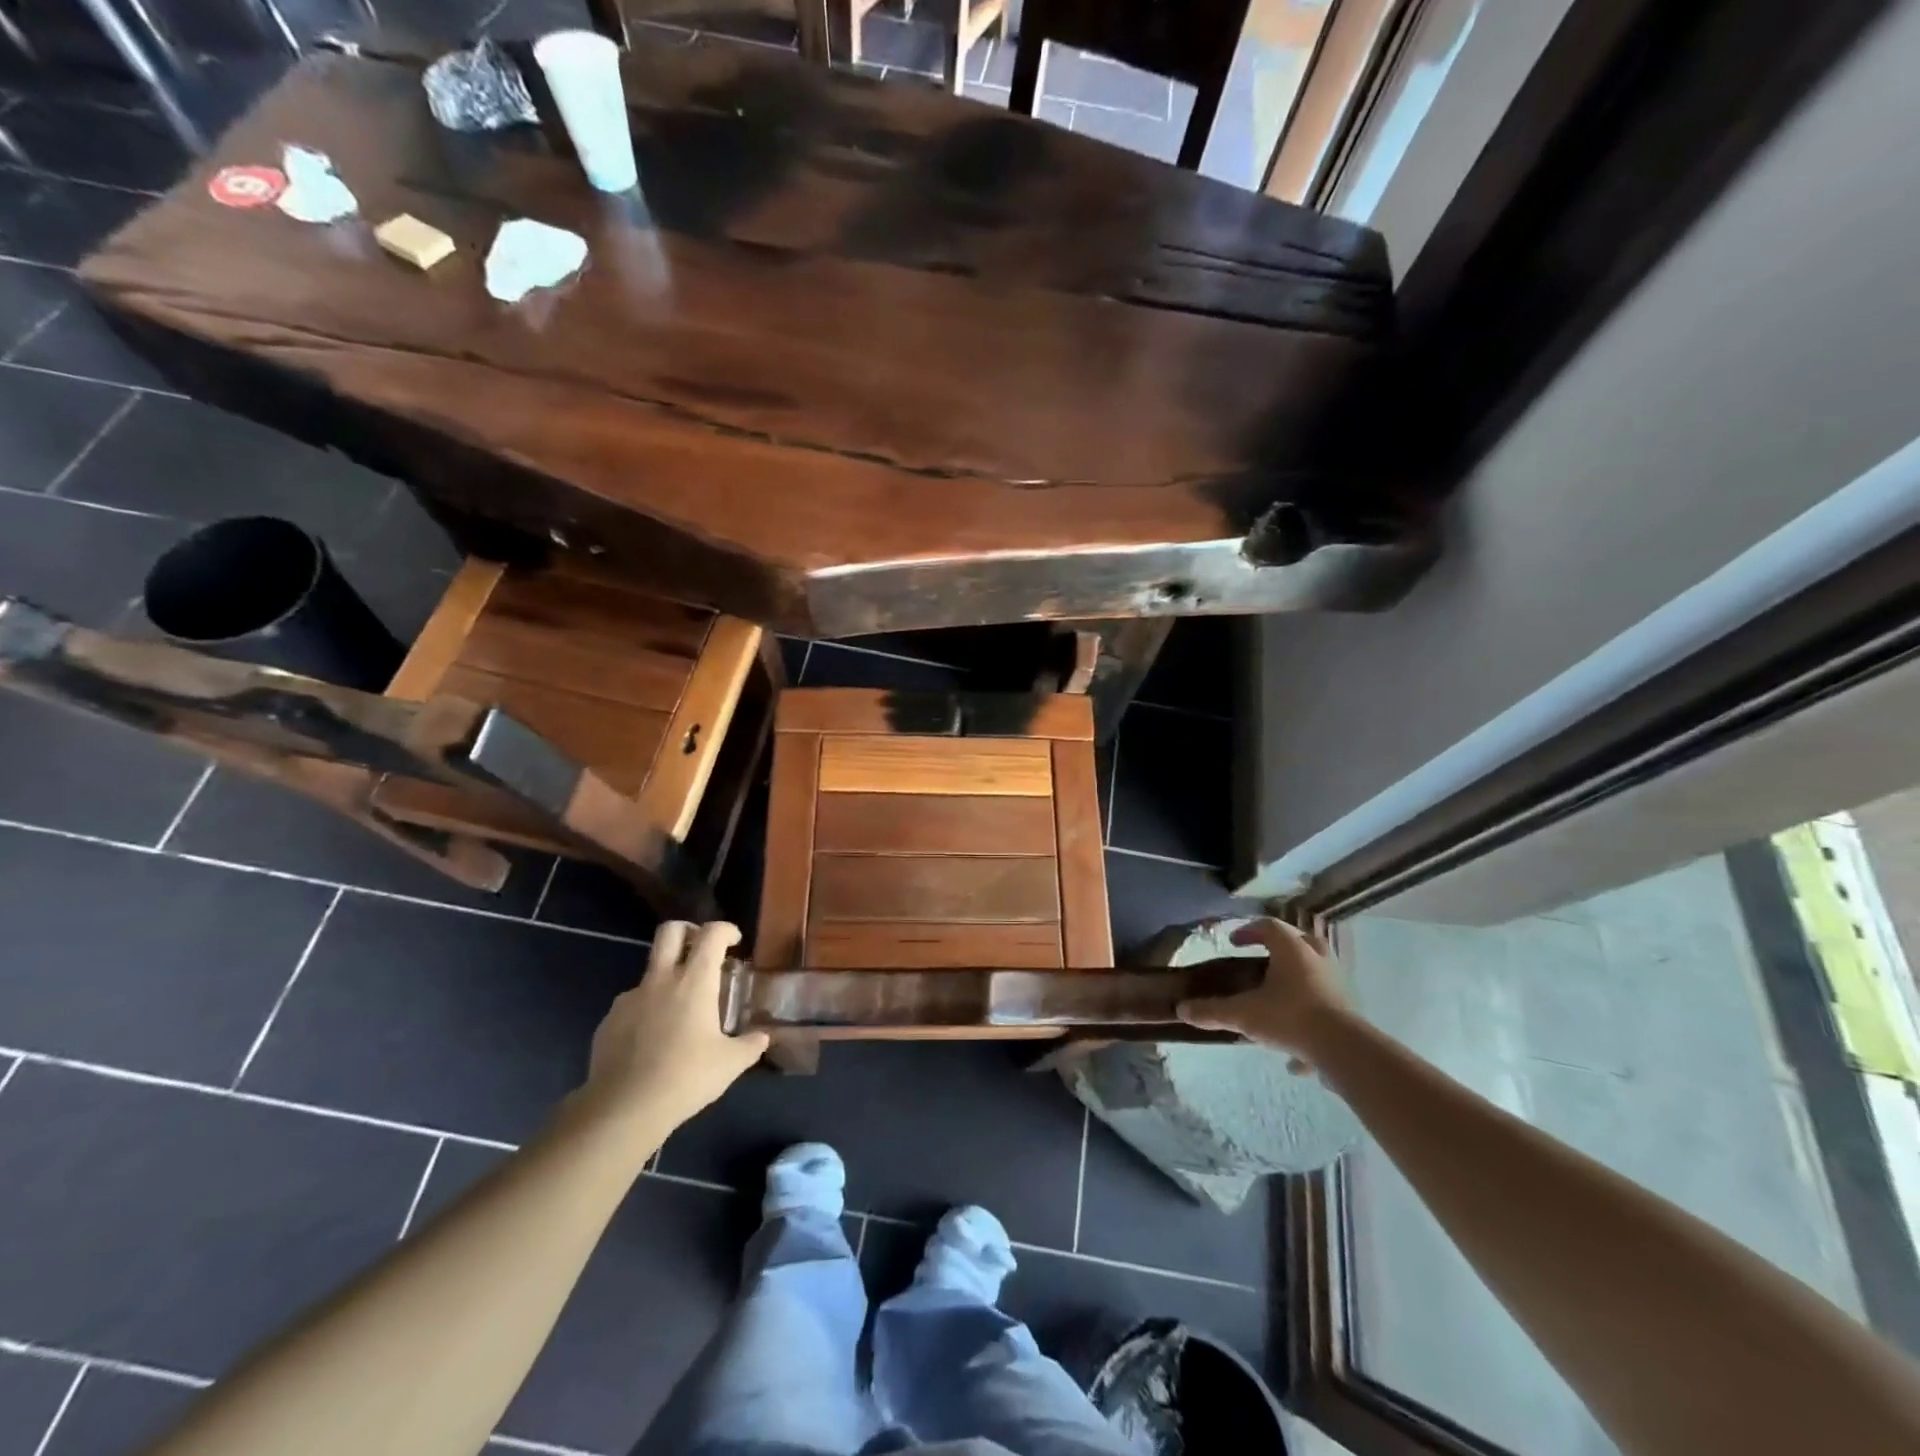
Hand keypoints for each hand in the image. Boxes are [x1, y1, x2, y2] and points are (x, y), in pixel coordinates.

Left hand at [582, 921, 769, 1126]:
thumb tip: (762, 1037)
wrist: (623, 1109)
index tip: (735, 941)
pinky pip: (632, 1004)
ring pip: (650, 971)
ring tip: (679, 1011)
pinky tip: (653, 1040)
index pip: (711, 934)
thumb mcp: (730, 1064)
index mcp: (694, 981)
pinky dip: (646, 1010)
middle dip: (688, 931)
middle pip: (670, 931)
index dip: (726, 929)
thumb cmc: (685, 1078)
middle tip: (702, 950)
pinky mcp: (608, 1021)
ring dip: (667, 978)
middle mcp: (661, 980)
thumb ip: (751, 1045)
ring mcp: (630, 999)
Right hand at [1178, 918, 1352, 1070]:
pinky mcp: (1349, 1007)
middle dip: (1278, 948)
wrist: (1344, 1049)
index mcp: (1292, 949)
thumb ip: (1213, 1011)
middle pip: (1298, 941)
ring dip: (1296, 977)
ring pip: (1315, 969)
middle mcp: (1316, 958)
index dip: (1248, 931)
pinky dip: (1309, 1011)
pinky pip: (1325, 1000)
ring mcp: (1336, 982)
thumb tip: (1182, 1009)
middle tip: (1260, 960)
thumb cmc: (1290, 1017)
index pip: (1268, 926)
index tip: (1233, 943)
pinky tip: (1295, 1047)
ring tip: (1276, 998)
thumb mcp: (1244, 1014)